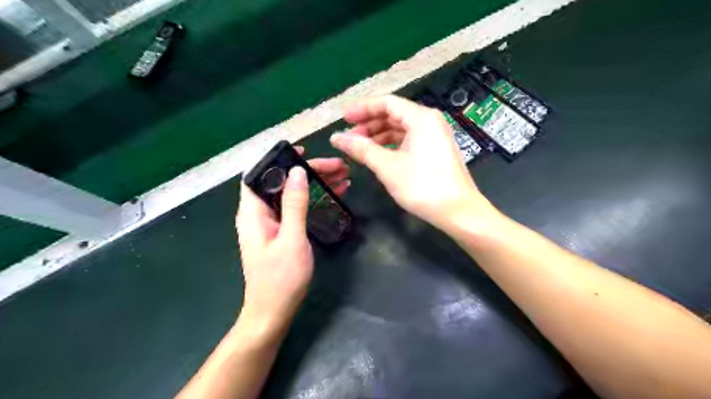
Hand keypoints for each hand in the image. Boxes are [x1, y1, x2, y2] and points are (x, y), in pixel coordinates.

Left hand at [236, 150, 348, 336]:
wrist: (273, 312)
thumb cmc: (281, 278)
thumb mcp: (291, 238)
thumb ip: (294, 204)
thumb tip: (297, 172)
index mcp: (252, 212)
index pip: (259, 174)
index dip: (278, 159)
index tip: (304, 152)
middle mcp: (259, 214)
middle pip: (281, 182)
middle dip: (308, 172)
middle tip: (337, 166)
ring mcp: (271, 223)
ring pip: (292, 194)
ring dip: (315, 184)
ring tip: (343, 177)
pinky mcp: (281, 232)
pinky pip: (297, 208)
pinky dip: (314, 200)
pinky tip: (335, 195)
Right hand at [331, 94, 492, 228]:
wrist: (458, 212)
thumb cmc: (422, 186)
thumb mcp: (388, 167)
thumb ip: (362, 149)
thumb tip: (337, 138)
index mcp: (421, 118)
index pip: (387, 103)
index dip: (362, 109)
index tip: (344, 118)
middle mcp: (430, 121)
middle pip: (394, 114)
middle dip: (369, 124)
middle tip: (349, 136)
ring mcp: (435, 136)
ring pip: (401, 129)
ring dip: (379, 136)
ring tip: (360, 148)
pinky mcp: (436, 150)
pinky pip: (409, 140)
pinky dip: (392, 145)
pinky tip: (378, 155)